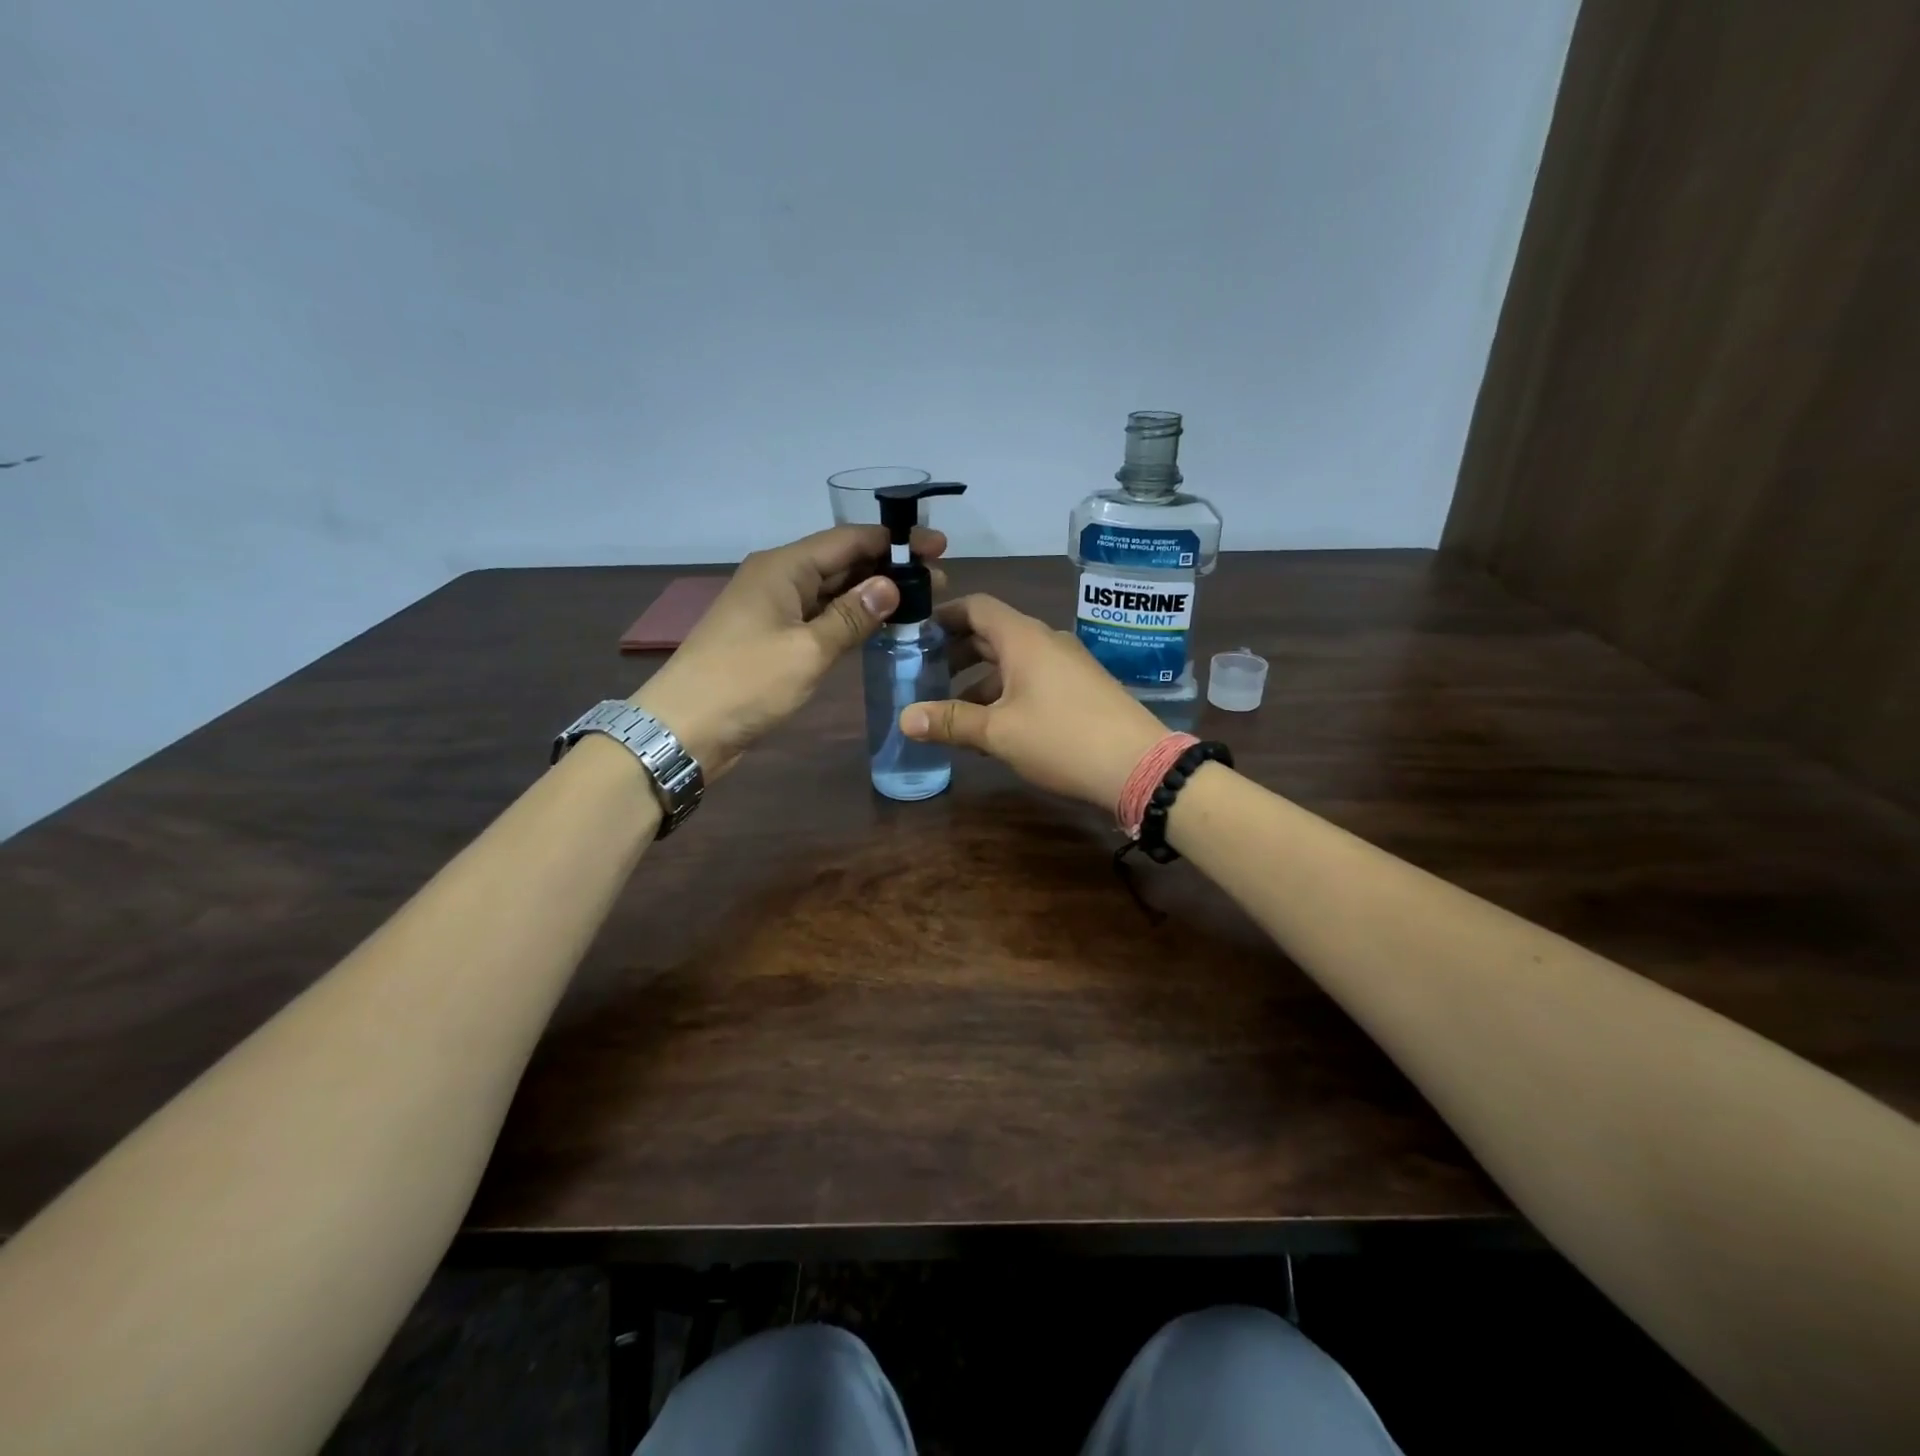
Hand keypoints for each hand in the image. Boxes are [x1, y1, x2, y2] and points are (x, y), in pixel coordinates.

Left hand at [634, 524, 945, 776]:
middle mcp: (778, 579)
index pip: (848, 540)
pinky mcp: (772, 638)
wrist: (685, 728)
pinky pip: (819, 616)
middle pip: (841, 561)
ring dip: (871, 593)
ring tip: (919, 601)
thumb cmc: (745, 683)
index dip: (894, 541)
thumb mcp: (807, 650)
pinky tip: (878, 626)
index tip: (937, 547)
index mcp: (783, 567)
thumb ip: (851, 617)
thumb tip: (892, 585)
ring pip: (831, 591)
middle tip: (938, 581)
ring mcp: (773, 609)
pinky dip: (850, 618)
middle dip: (888, 567)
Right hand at [899, 594, 1165, 812]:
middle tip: (925, 673)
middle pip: (992, 635)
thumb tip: (904, 718)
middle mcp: (1046, 642)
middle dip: (957, 652)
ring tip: (952, 710)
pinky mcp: (1081, 689)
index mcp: (1024, 638)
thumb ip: (951, 721)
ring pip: (1013, 662)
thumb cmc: (1062, 739)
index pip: (976, 607)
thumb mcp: (999, 732)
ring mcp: (1068, 665)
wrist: (1140, 766)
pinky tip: (993, 727)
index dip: (944, 615)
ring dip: (980, 680)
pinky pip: (1033, 680)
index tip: (916, 633)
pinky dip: (1006, 693)